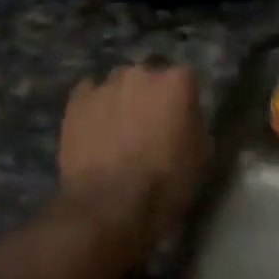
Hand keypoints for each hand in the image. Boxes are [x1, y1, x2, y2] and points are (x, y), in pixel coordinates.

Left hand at [55, 64, 210, 255]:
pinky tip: (94, 130)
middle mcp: (141, 73)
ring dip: (121, 100)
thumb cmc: (165, 183)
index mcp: (177, 82)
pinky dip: (94, 107)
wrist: (110, 205)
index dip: (182, 100)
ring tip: (117, 131)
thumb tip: (184, 118)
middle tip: (148, 126)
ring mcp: (106, 84)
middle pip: (149, 77)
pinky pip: (89, 95)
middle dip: (150, 95)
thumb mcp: (202, 156)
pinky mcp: (77, 100)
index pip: (185, 78)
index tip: (180, 120)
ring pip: (118, 85)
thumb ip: (194, 124)